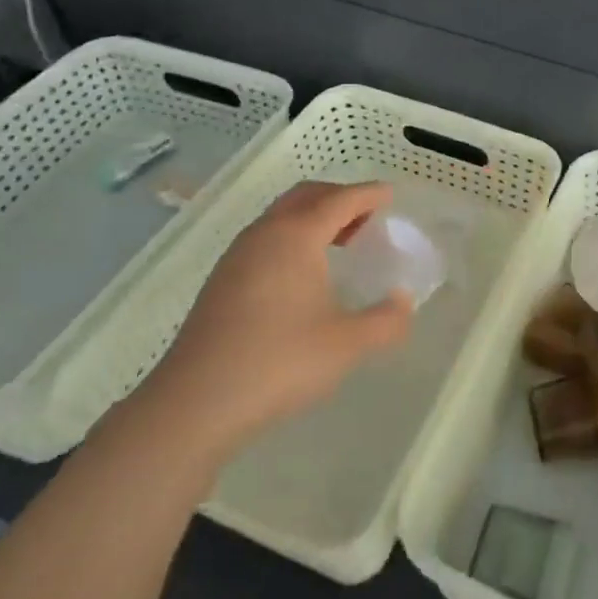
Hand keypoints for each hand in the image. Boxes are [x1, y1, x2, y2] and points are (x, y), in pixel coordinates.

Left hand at [128, 181, 414, 458]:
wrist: (194, 404)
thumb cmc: (279, 362)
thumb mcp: (347, 345)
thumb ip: (385, 321)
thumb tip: (403, 303)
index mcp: (297, 235)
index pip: (340, 199)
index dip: (368, 194)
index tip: (390, 194)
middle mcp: (265, 233)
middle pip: (307, 196)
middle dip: (339, 197)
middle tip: (367, 217)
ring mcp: (237, 256)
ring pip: (281, 216)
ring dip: (313, 217)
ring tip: (340, 243)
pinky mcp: (221, 281)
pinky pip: (266, 238)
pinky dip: (292, 237)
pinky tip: (302, 274)